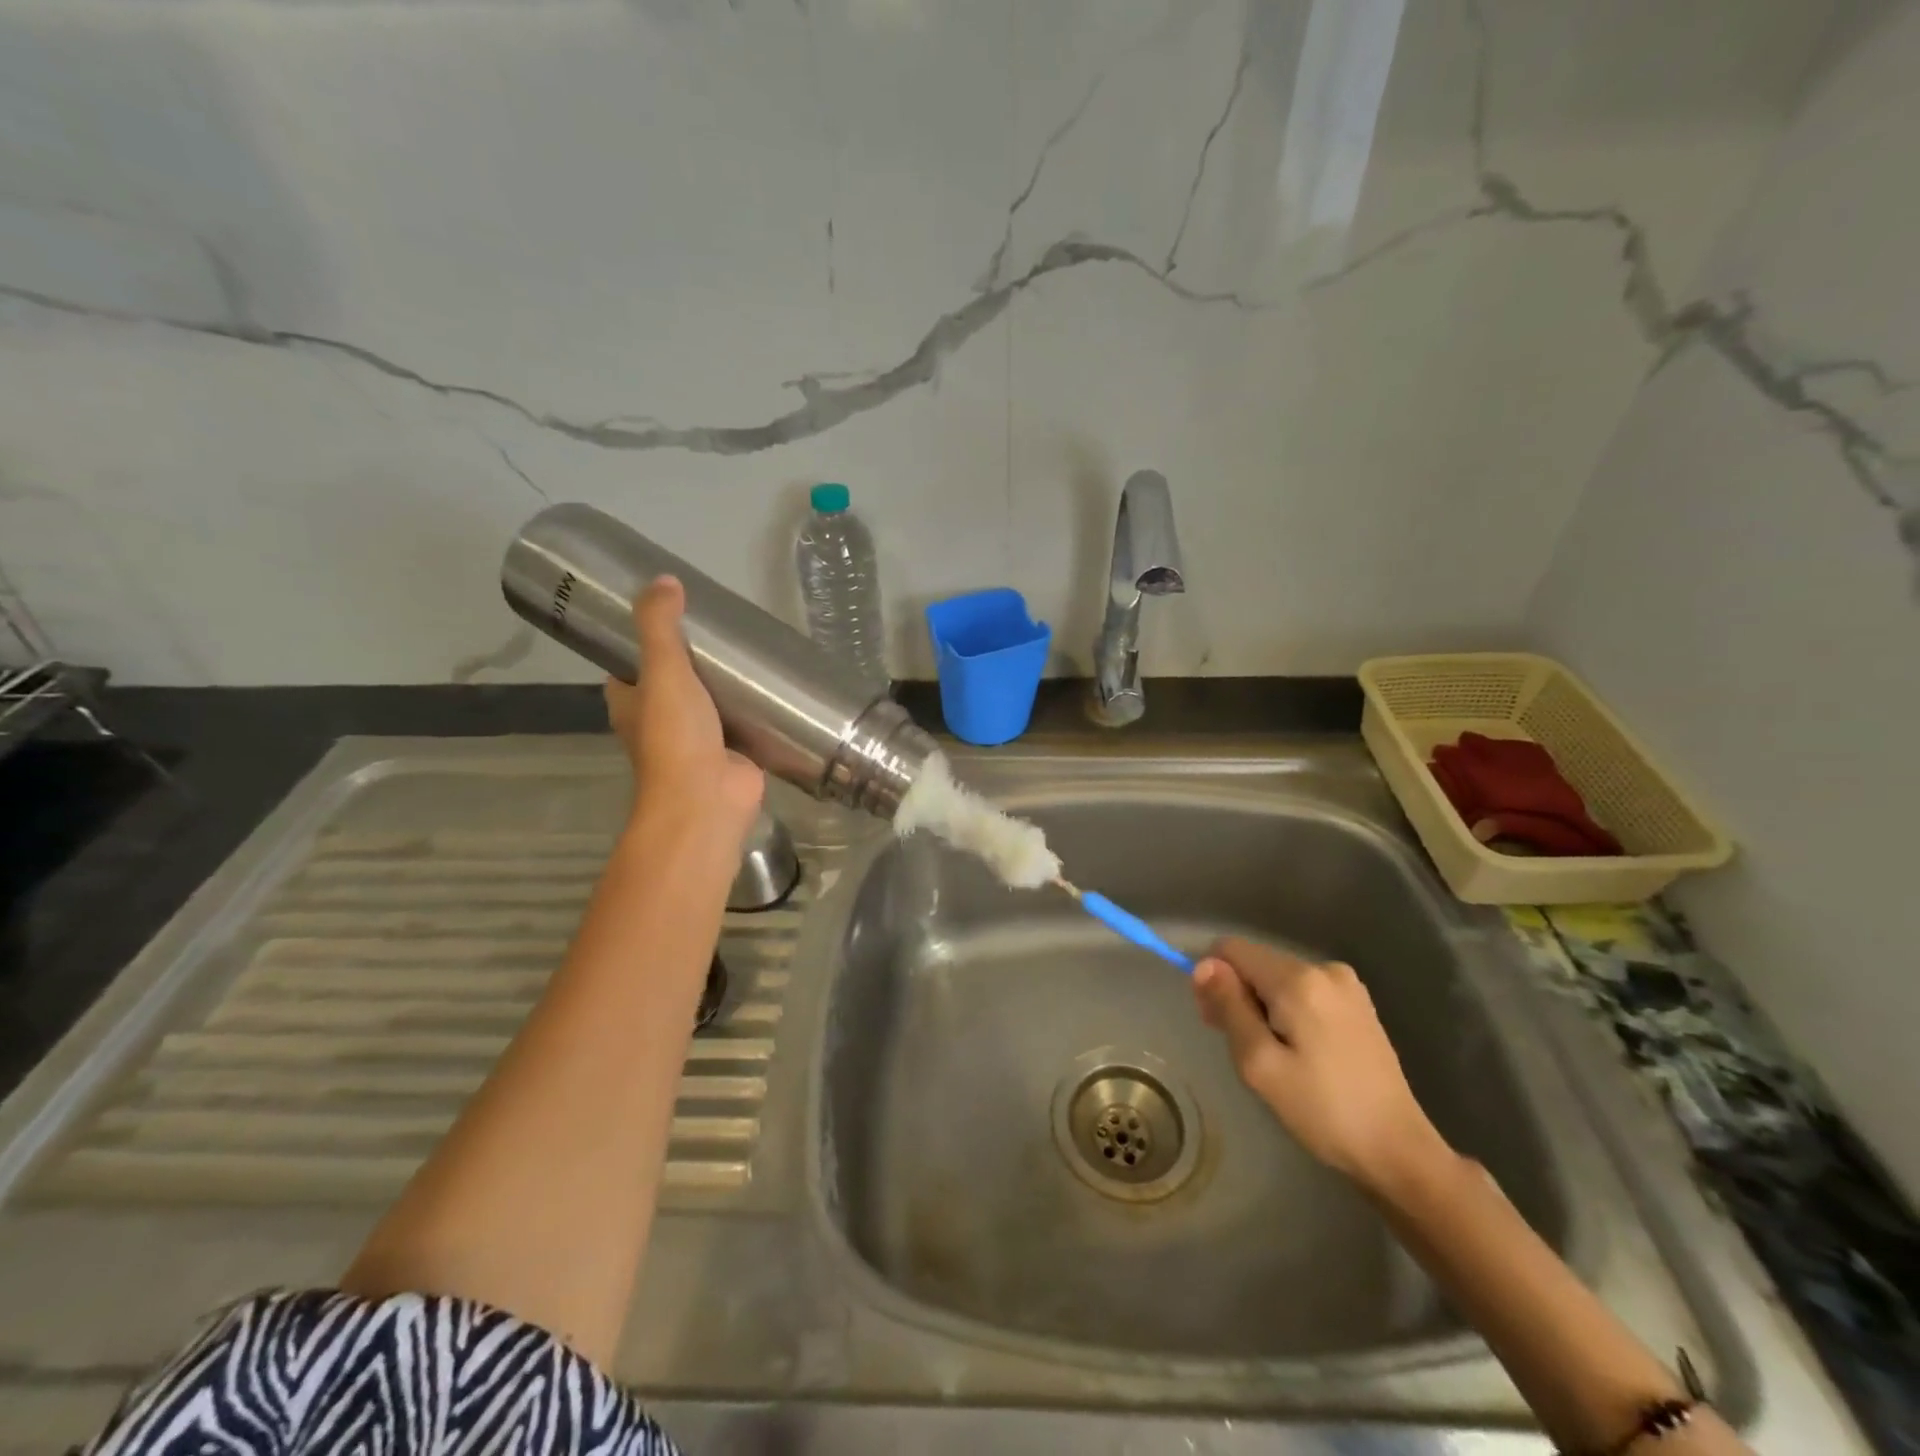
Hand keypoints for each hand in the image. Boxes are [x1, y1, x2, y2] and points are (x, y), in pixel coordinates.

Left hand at [605, 577, 764, 843]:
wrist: (708, 799)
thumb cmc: (675, 736)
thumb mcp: (662, 671)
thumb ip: (660, 626)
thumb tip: (664, 580)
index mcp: (631, 704)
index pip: (629, 666)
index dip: (641, 642)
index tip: (669, 616)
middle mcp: (660, 722)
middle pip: (673, 682)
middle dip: (692, 660)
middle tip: (719, 628)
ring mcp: (698, 740)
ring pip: (709, 703)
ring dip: (724, 685)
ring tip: (749, 651)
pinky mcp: (733, 752)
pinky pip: (742, 723)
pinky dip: (754, 709)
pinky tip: (773, 687)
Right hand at [1193, 937, 1447, 1196]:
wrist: (1398, 1150)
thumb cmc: (1322, 1110)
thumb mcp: (1259, 1063)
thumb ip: (1228, 1006)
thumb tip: (1203, 964)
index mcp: (1298, 979)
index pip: (1231, 949)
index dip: (1213, 979)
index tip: (1217, 1023)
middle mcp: (1323, 968)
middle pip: (1256, 963)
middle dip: (1239, 996)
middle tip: (1245, 1050)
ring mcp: (1346, 985)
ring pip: (1278, 978)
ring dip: (1264, 1007)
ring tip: (1277, 1057)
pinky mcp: (1358, 1003)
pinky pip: (1303, 991)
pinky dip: (1289, 1012)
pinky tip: (1301, 1052)